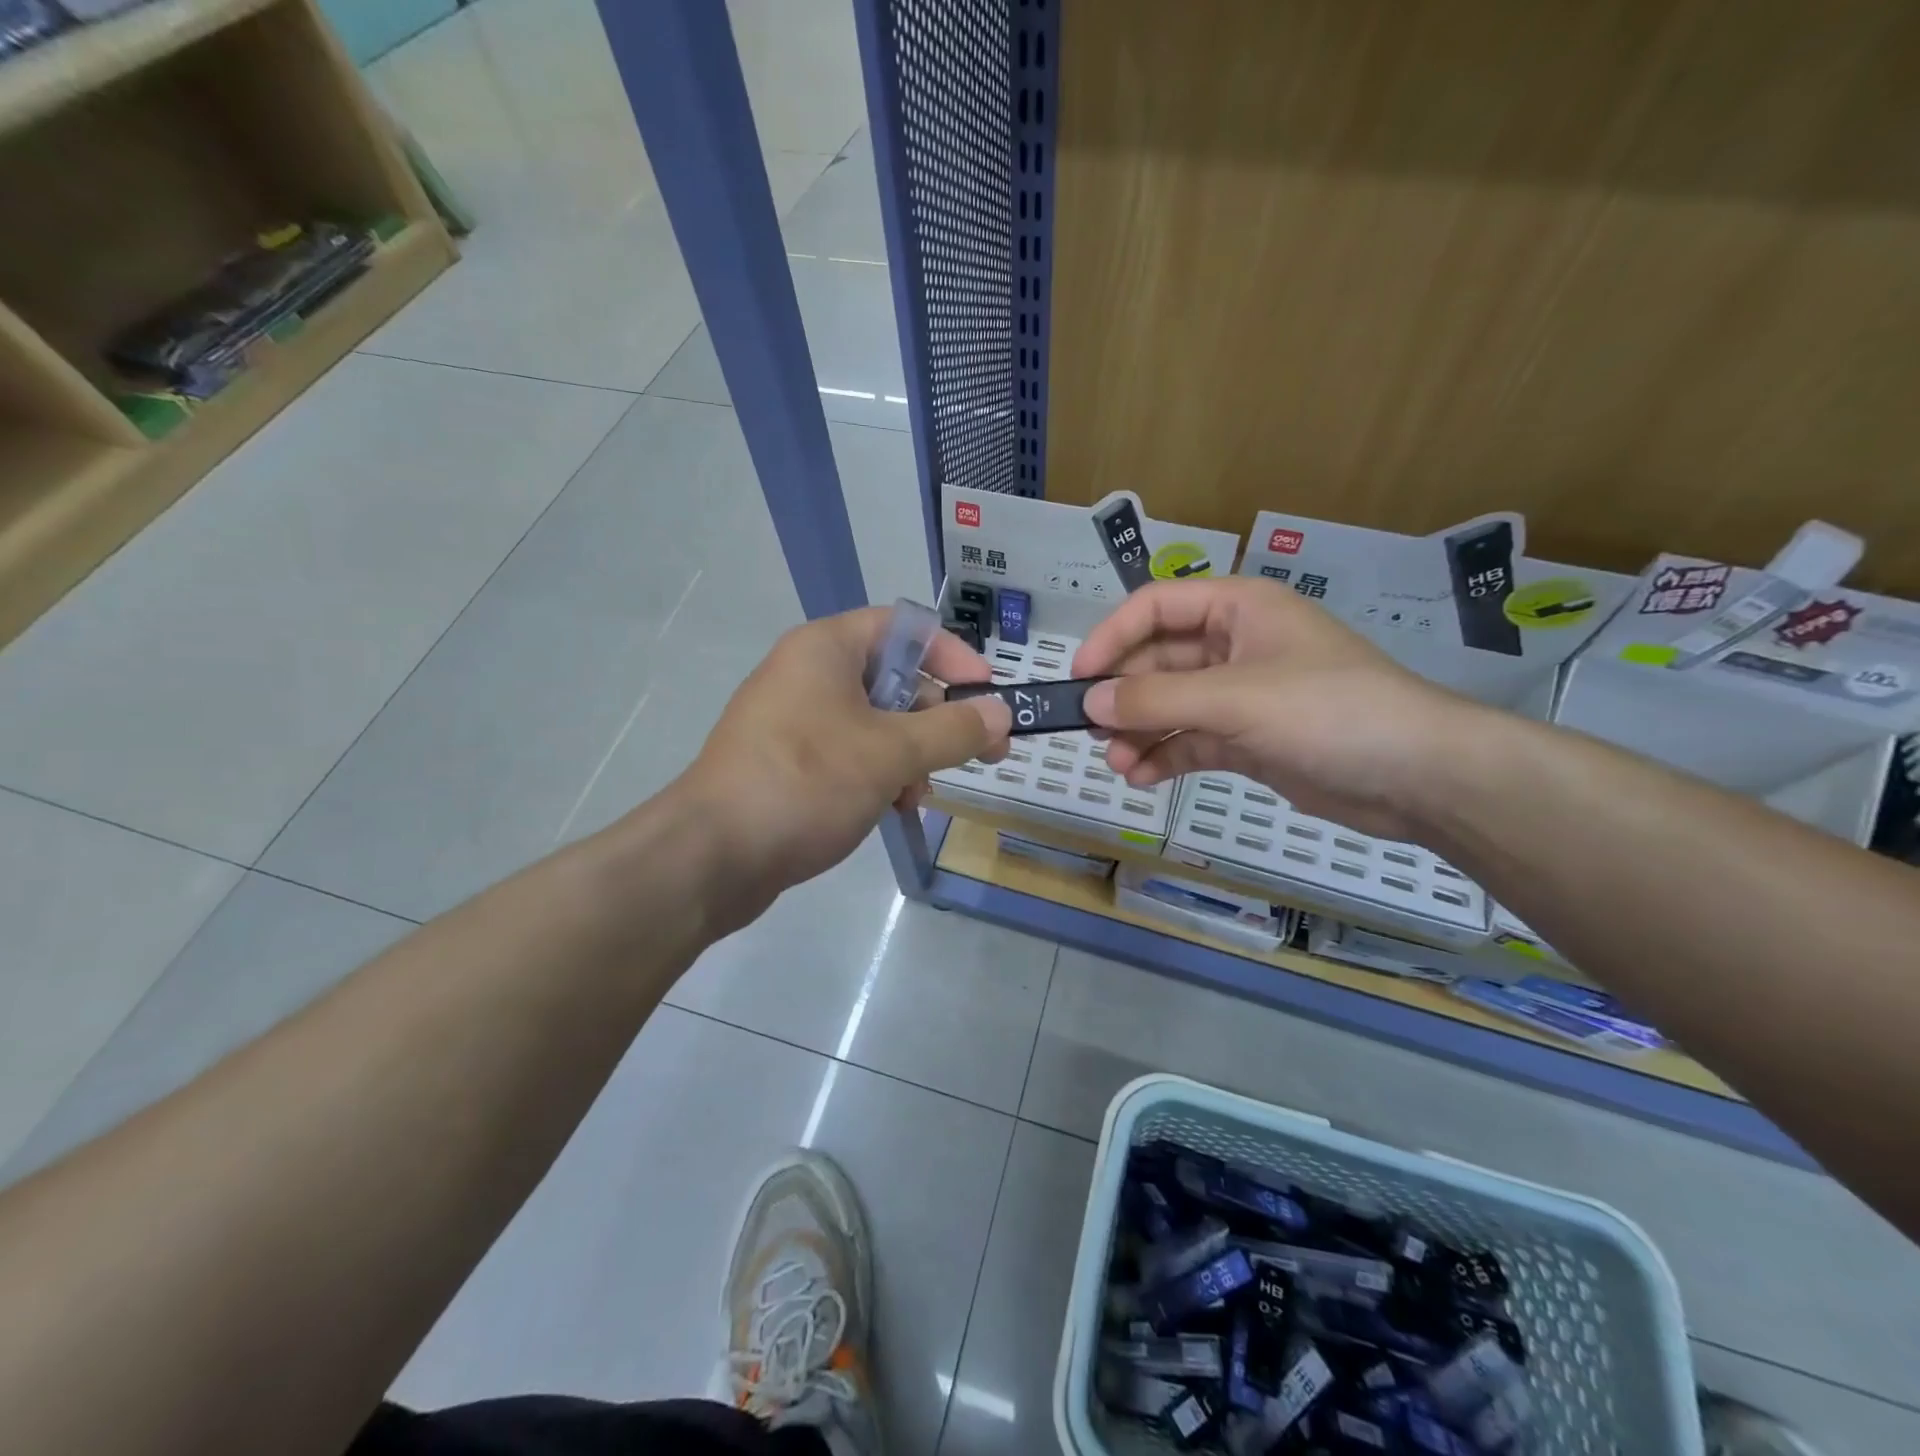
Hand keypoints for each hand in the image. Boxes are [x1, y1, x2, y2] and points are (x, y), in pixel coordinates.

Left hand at [677, 607, 1011, 922]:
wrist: (712, 855)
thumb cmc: (806, 783)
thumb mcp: (891, 753)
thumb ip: (952, 730)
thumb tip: (1001, 713)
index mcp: (826, 649)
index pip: (905, 628)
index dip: (953, 656)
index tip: (987, 696)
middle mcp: (808, 674)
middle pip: (894, 678)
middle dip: (938, 717)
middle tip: (983, 753)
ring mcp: (794, 720)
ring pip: (874, 723)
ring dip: (911, 754)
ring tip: (921, 793)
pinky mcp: (788, 762)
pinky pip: (848, 753)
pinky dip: (879, 774)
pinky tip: (892, 807)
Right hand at [1071, 578, 1478, 839]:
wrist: (1417, 777)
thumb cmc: (1328, 711)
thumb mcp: (1235, 698)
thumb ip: (1156, 700)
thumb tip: (1090, 702)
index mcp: (1238, 610)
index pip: (1156, 607)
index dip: (1113, 637)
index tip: (1079, 677)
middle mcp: (1235, 646)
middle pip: (1158, 661)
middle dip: (1125, 696)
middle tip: (1091, 730)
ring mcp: (1242, 696)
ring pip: (1171, 706)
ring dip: (1139, 732)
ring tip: (1117, 763)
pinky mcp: (1249, 740)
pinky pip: (1191, 741)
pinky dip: (1164, 757)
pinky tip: (1142, 777)